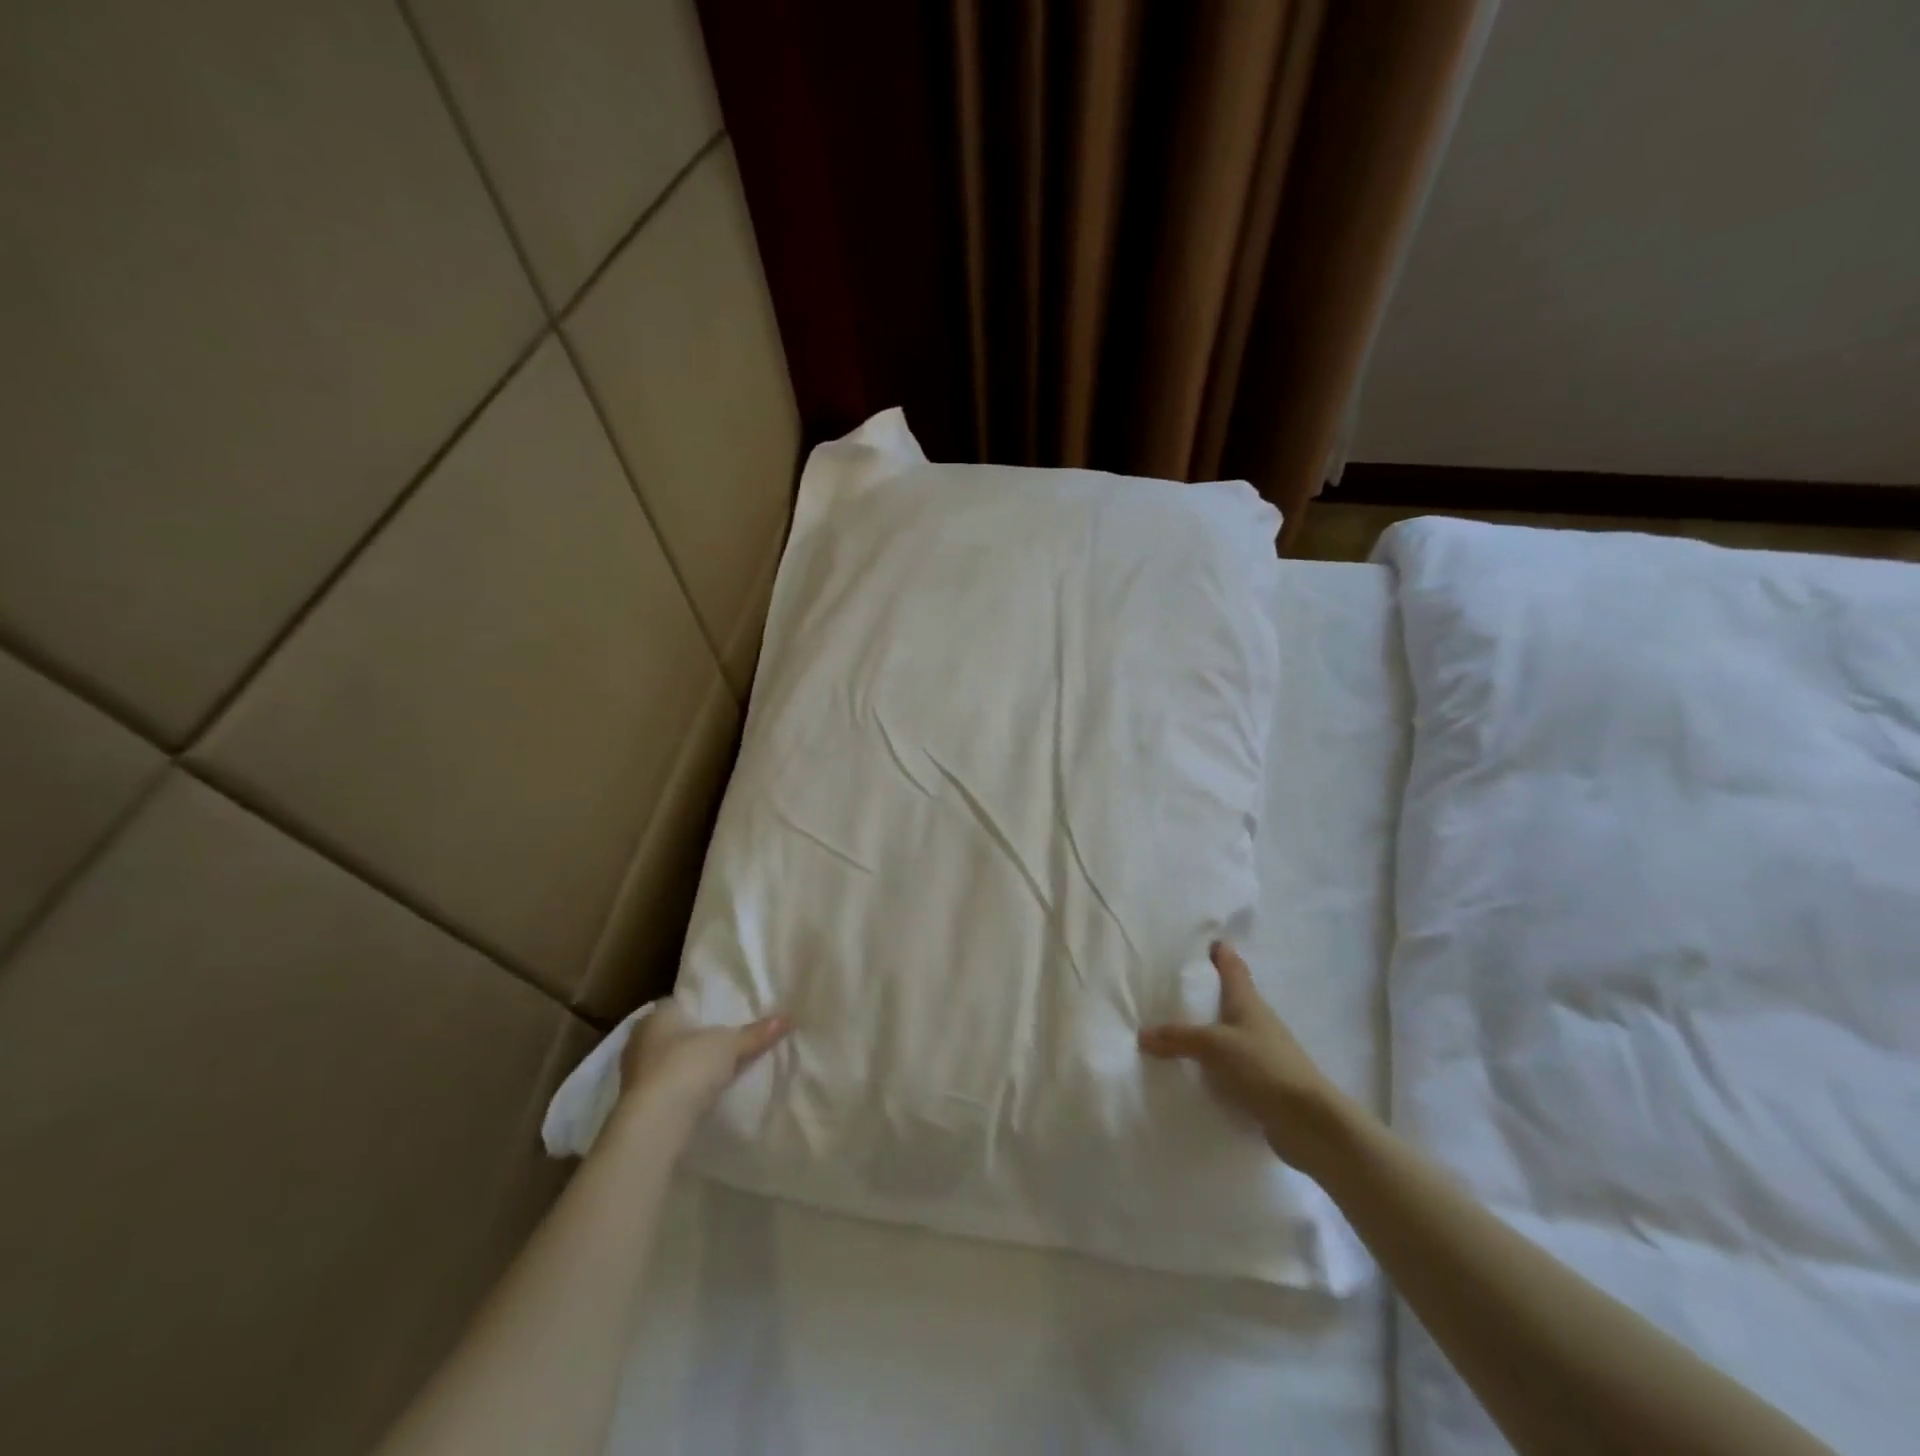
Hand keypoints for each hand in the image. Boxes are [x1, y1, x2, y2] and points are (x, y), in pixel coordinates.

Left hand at [617, 1000, 788, 1126]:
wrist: (654, 1123)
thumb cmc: (687, 1066)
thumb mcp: (730, 1045)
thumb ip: (756, 1033)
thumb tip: (789, 1017)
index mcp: (656, 1016)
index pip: (678, 1004)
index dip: (700, 1009)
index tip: (722, 1015)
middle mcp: (639, 1040)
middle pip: (672, 1034)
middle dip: (694, 1039)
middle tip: (723, 1042)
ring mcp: (634, 1074)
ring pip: (667, 1062)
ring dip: (686, 1067)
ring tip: (717, 1069)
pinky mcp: (636, 1105)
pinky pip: (664, 1088)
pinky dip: (680, 1090)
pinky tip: (700, 1094)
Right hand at [1139, 942, 1347, 1174]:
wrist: (1309, 1123)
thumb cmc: (1264, 1067)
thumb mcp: (1214, 1045)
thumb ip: (1178, 1038)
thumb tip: (1142, 1034)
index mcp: (1248, 1003)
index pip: (1234, 969)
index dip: (1222, 954)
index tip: (1210, 941)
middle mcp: (1257, 1023)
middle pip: (1231, 1000)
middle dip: (1209, 993)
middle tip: (1177, 987)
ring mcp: (1262, 1055)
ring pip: (1229, 1035)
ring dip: (1209, 1032)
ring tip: (1176, 1030)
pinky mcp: (1262, 1085)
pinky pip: (1229, 1067)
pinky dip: (1213, 1066)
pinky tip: (1193, 1072)